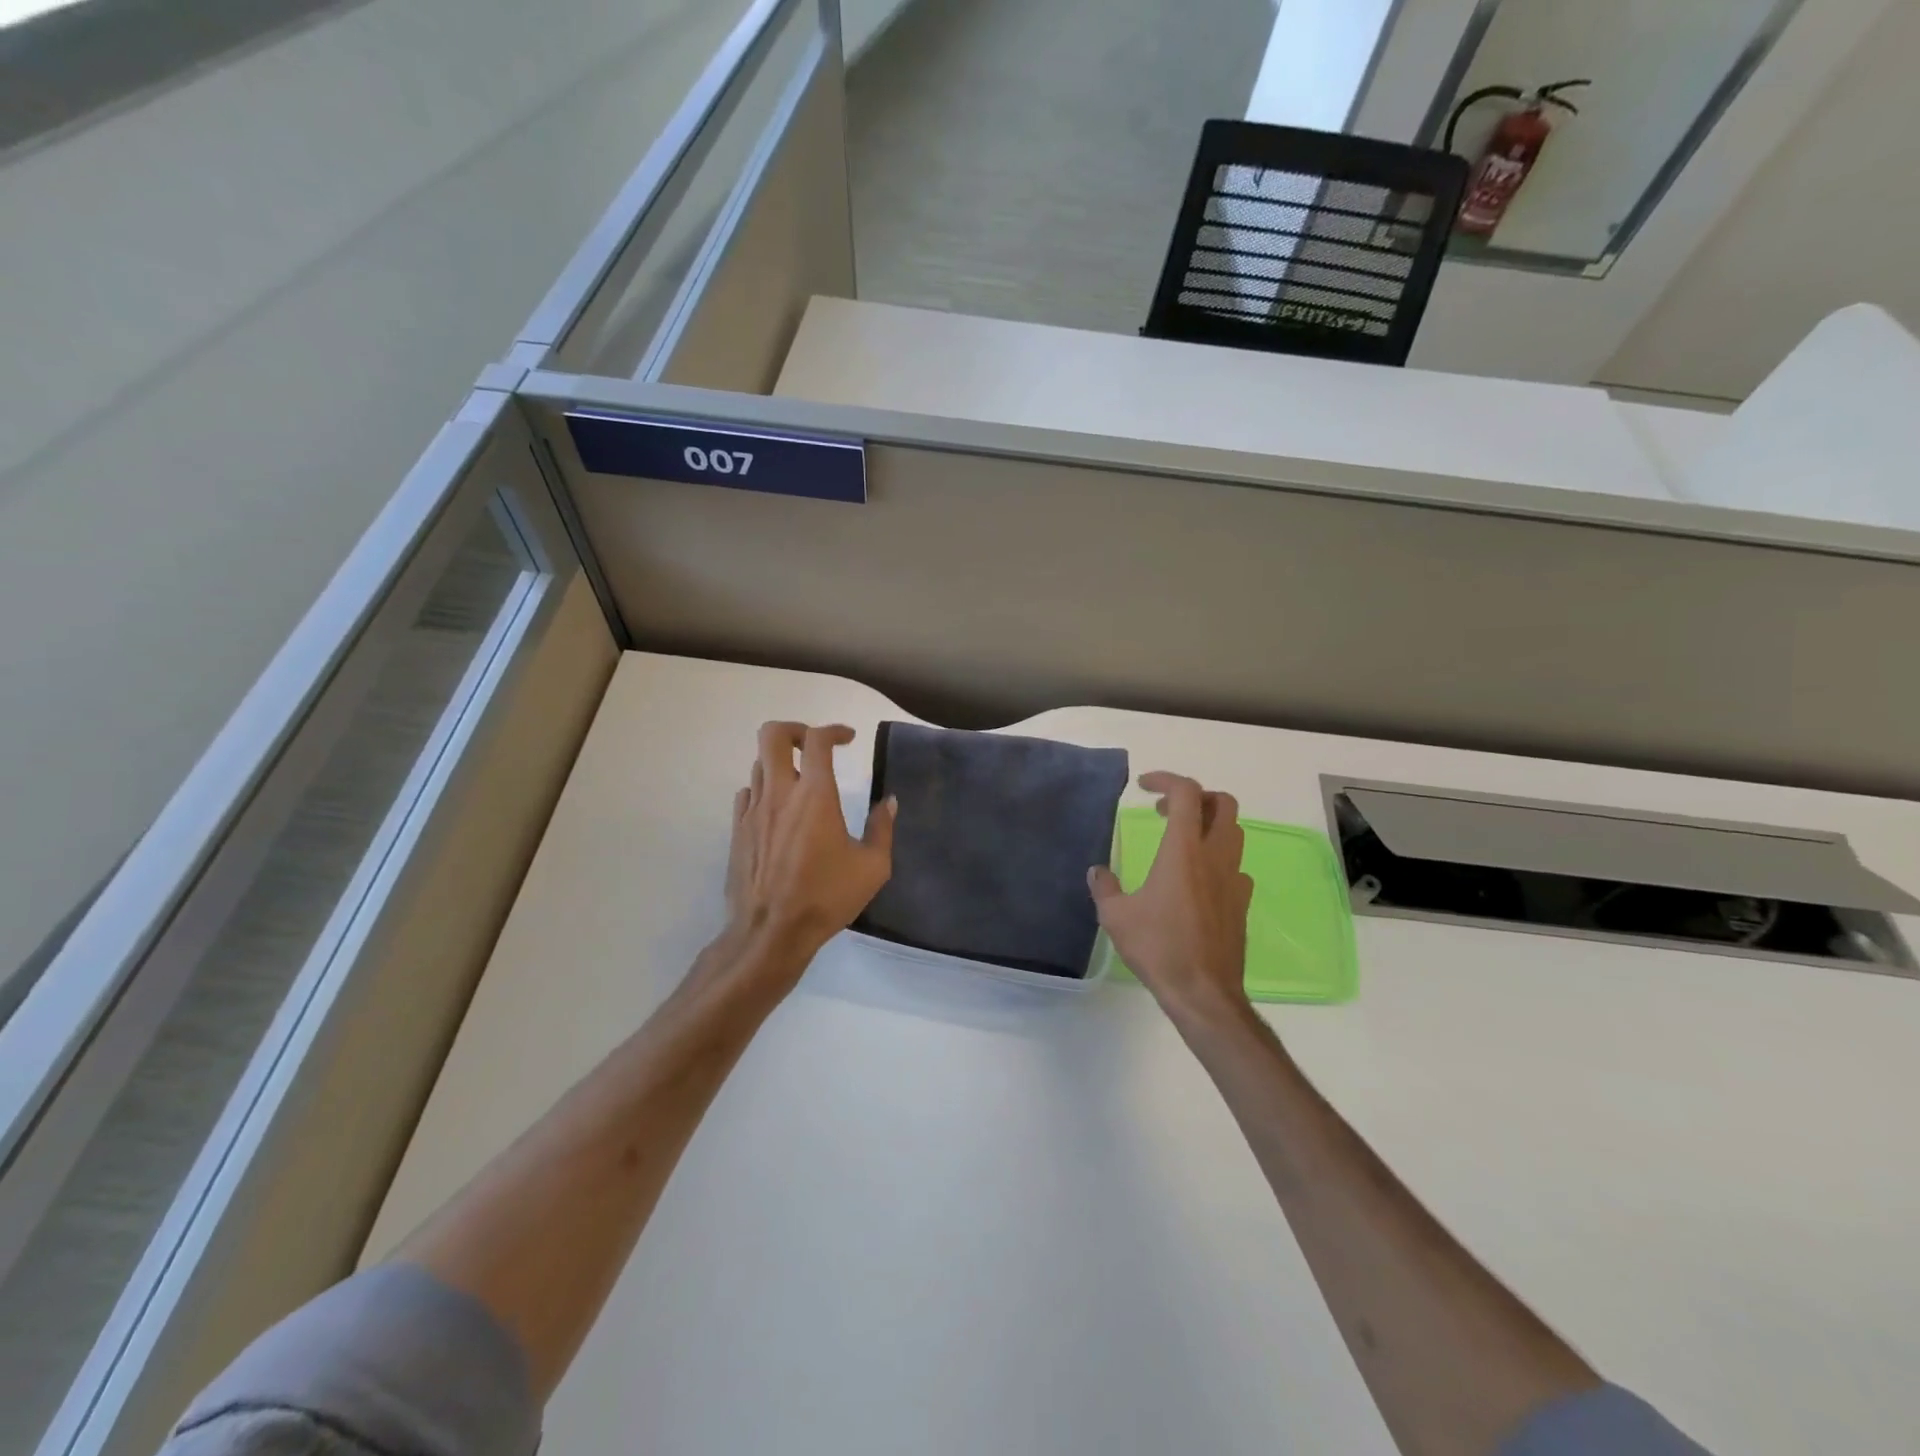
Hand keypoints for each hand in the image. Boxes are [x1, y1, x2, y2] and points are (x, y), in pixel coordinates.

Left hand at [723, 722, 894, 964]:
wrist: (770, 933)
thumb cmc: (826, 899)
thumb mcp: (872, 868)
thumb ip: (882, 829)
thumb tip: (889, 802)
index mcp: (814, 795)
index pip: (817, 740)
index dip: (834, 730)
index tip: (849, 739)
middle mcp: (779, 793)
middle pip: (772, 734)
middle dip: (796, 730)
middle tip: (814, 747)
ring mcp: (753, 811)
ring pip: (758, 763)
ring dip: (781, 763)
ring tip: (801, 782)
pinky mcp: (737, 830)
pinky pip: (747, 793)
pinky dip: (764, 789)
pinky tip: (779, 811)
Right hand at [1089, 772, 1253, 1030]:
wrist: (1203, 992)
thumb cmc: (1158, 948)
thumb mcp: (1116, 916)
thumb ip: (1104, 887)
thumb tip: (1097, 871)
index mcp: (1183, 850)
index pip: (1186, 793)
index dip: (1166, 779)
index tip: (1144, 786)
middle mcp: (1214, 856)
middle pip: (1223, 803)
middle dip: (1197, 796)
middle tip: (1168, 810)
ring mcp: (1234, 879)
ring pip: (1235, 832)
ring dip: (1210, 824)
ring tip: (1181, 840)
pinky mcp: (1241, 903)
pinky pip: (1235, 866)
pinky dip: (1218, 859)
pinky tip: (1198, 879)